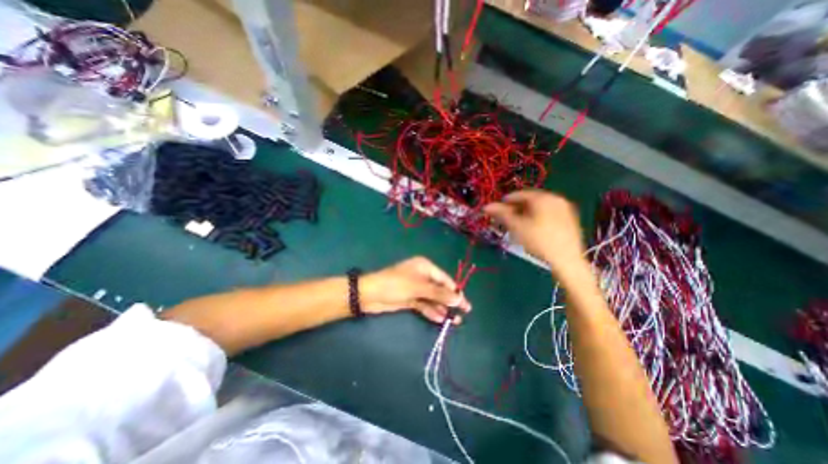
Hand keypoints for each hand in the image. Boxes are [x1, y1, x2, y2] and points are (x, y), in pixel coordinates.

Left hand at [362, 257, 472, 322]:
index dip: (455, 291)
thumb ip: (439, 294)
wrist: (370, 295)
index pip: (444, 279)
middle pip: (440, 289)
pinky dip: (431, 311)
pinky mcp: (410, 299)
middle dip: (450, 301)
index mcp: (425, 267)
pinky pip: (424, 305)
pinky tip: (439, 319)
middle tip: (462, 314)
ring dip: (442, 308)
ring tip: (453, 321)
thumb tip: (459, 299)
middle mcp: (422, 276)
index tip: (465, 304)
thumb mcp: (418, 288)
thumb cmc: (395, 285)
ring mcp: (416, 288)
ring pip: (433, 298)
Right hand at [486, 189, 587, 275]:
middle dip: (516, 208)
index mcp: (542, 197)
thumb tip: (486, 206)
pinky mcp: (570, 219)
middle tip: (507, 219)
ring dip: (526, 213)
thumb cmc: (538, 240)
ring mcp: (565, 208)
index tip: (497, 211)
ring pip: (540, 207)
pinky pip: (549, 213)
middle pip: (530, 200)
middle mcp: (555, 198)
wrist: (567, 259)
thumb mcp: (516, 226)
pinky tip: (533, 229)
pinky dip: (538, 217)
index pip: (519, 194)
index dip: (505, 202)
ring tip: (518, 225)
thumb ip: (501, 213)